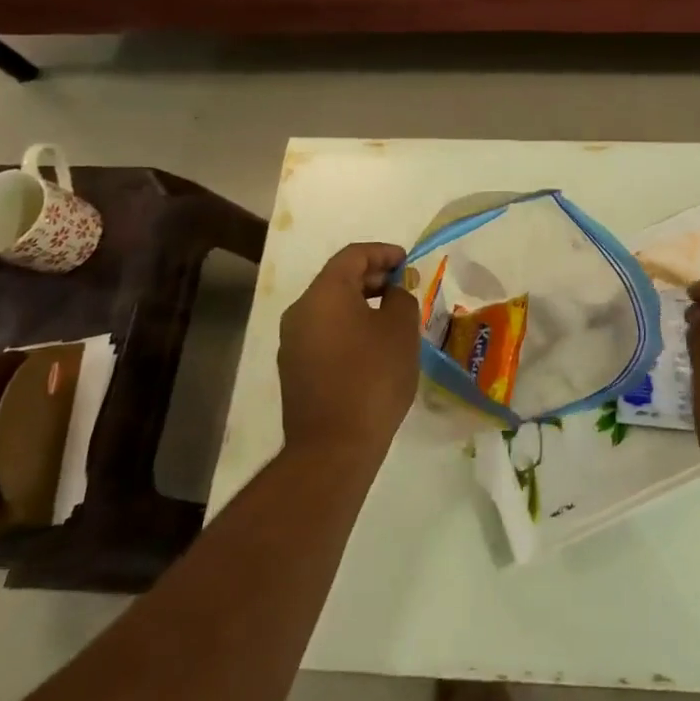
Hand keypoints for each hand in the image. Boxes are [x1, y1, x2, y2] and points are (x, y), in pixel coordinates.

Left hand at [280, 243, 419, 462]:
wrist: (333, 447)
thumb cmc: (373, 377)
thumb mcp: (401, 329)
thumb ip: (400, 297)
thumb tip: (392, 291)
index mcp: (324, 293)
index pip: (353, 255)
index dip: (383, 253)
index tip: (407, 262)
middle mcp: (300, 311)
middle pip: (337, 279)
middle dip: (372, 277)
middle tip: (402, 287)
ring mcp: (292, 342)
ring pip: (329, 307)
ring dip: (359, 303)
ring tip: (391, 316)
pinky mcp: (293, 369)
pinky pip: (323, 332)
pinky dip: (347, 327)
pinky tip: (371, 346)